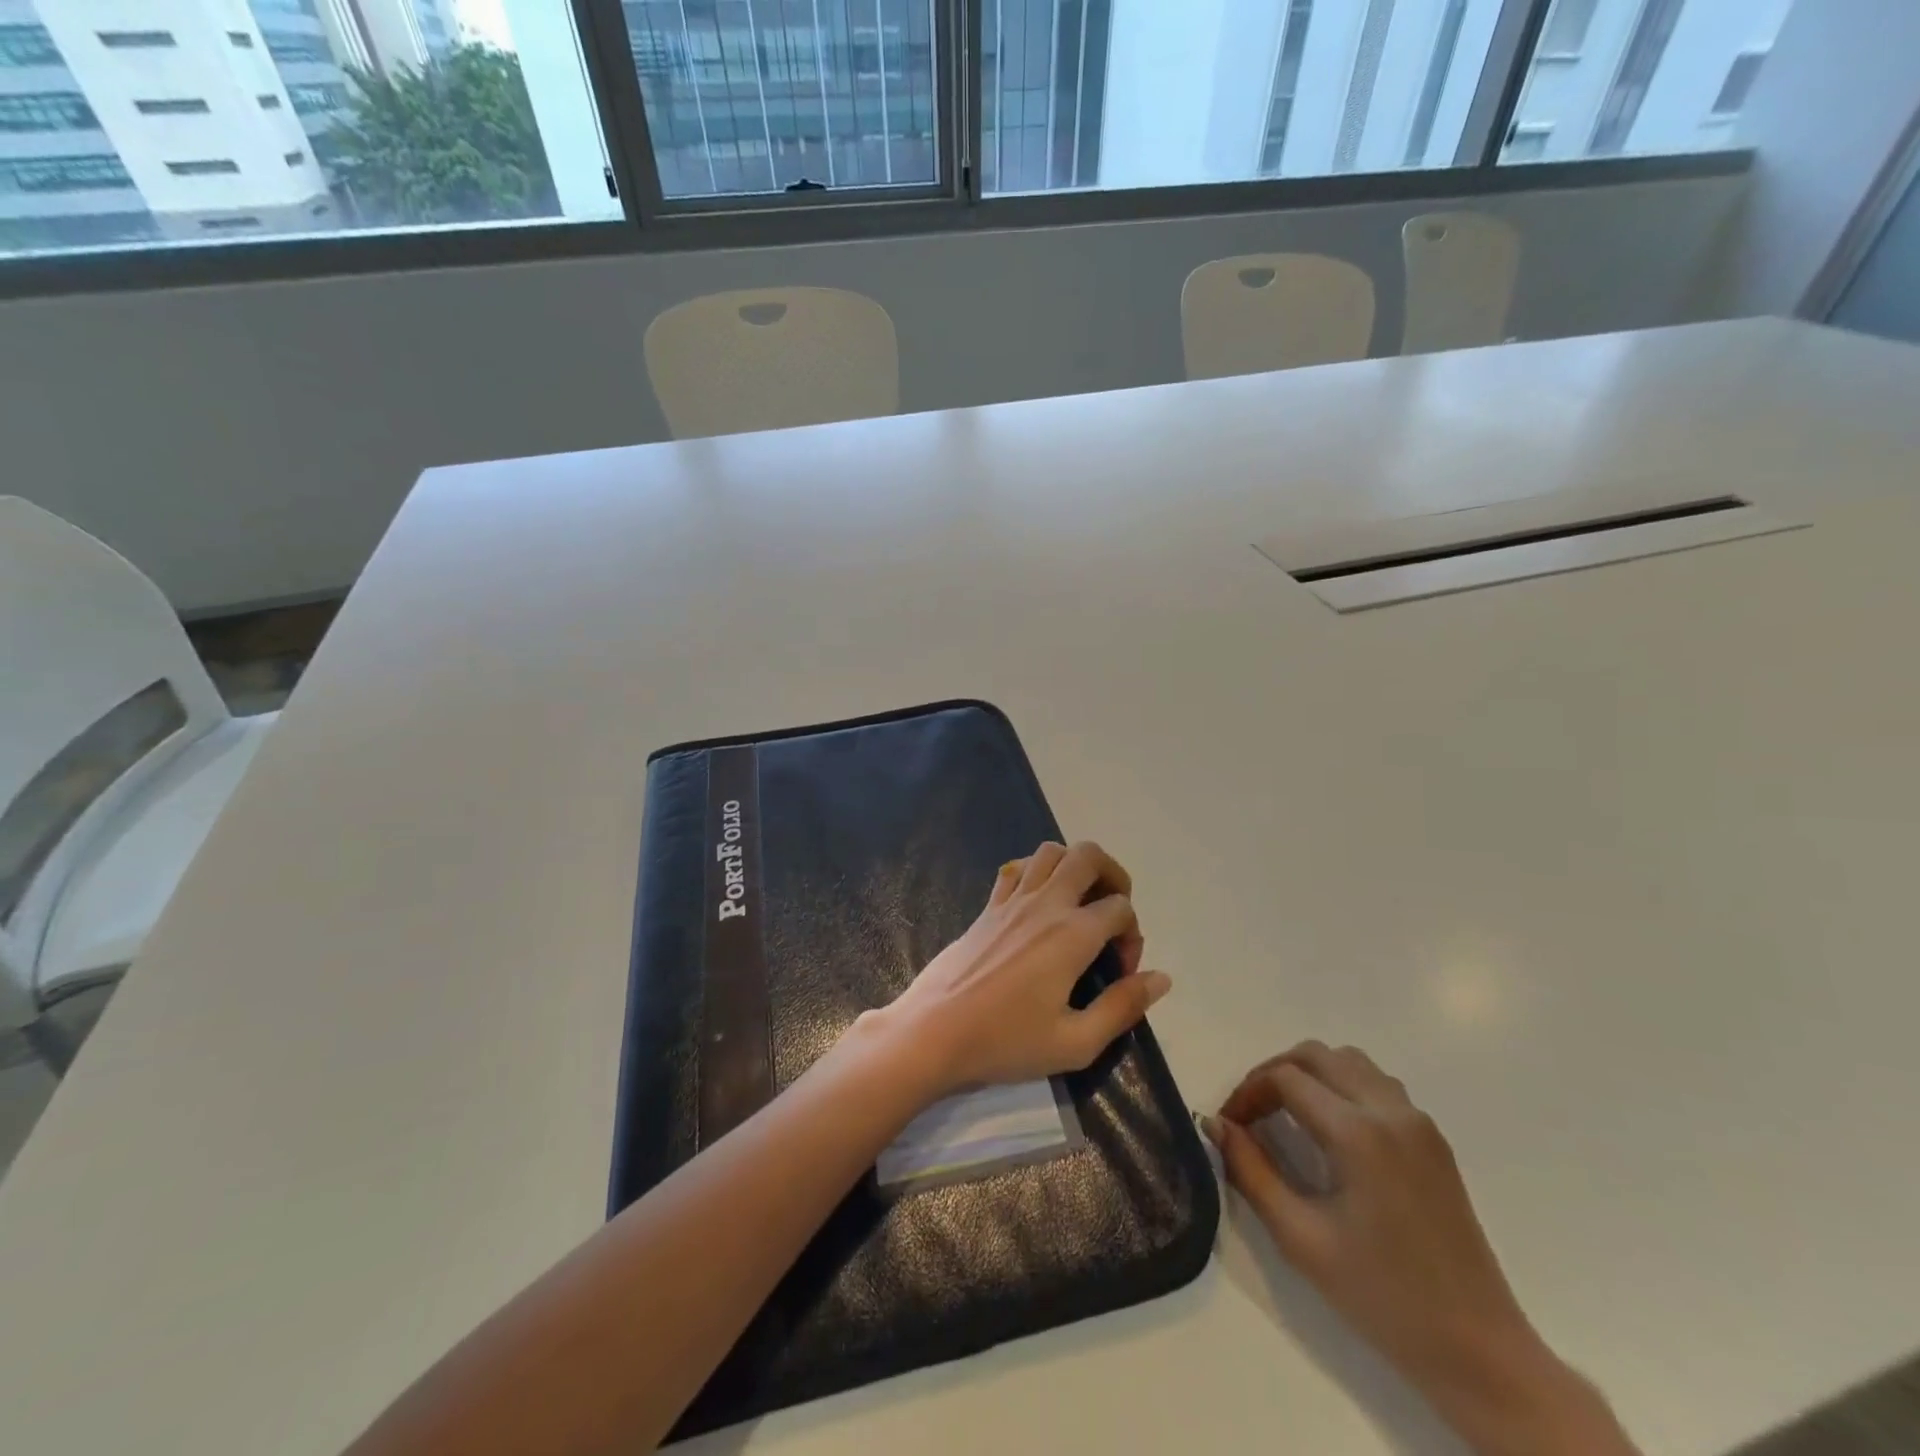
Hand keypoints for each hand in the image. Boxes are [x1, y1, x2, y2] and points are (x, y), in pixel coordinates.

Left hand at [872, 841, 1169, 1098]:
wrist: (934, 1033)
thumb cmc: (1006, 1042)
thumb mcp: (1075, 1043)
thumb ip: (1123, 1007)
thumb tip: (1162, 978)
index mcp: (1072, 934)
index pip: (1120, 908)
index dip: (1132, 935)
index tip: (1119, 972)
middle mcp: (1045, 904)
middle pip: (1088, 855)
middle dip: (1113, 875)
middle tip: (1112, 913)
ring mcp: (1012, 900)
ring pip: (1050, 852)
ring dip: (1074, 866)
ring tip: (1080, 903)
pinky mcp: (987, 907)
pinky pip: (1016, 867)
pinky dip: (1036, 871)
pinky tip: (1039, 903)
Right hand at [1205, 1043, 1638, 1455]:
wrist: (1479, 1351)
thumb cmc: (1383, 1297)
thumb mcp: (1301, 1238)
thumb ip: (1250, 1171)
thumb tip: (1215, 1124)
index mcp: (1358, 1133)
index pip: (1285, 1078)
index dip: (1246, 1093)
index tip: (1229, 1126)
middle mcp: (1390, 1111)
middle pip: (1316, 1054)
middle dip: (1273, 1073)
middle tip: (1251, 1113)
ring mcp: (1418, 1122)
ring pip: (1349, 1061)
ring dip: (1310, 1074)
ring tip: (1286, 1113)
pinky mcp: (1433, 1140)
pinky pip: (1377, 1084)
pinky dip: (1342, 1086)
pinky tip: (1331, 1130)